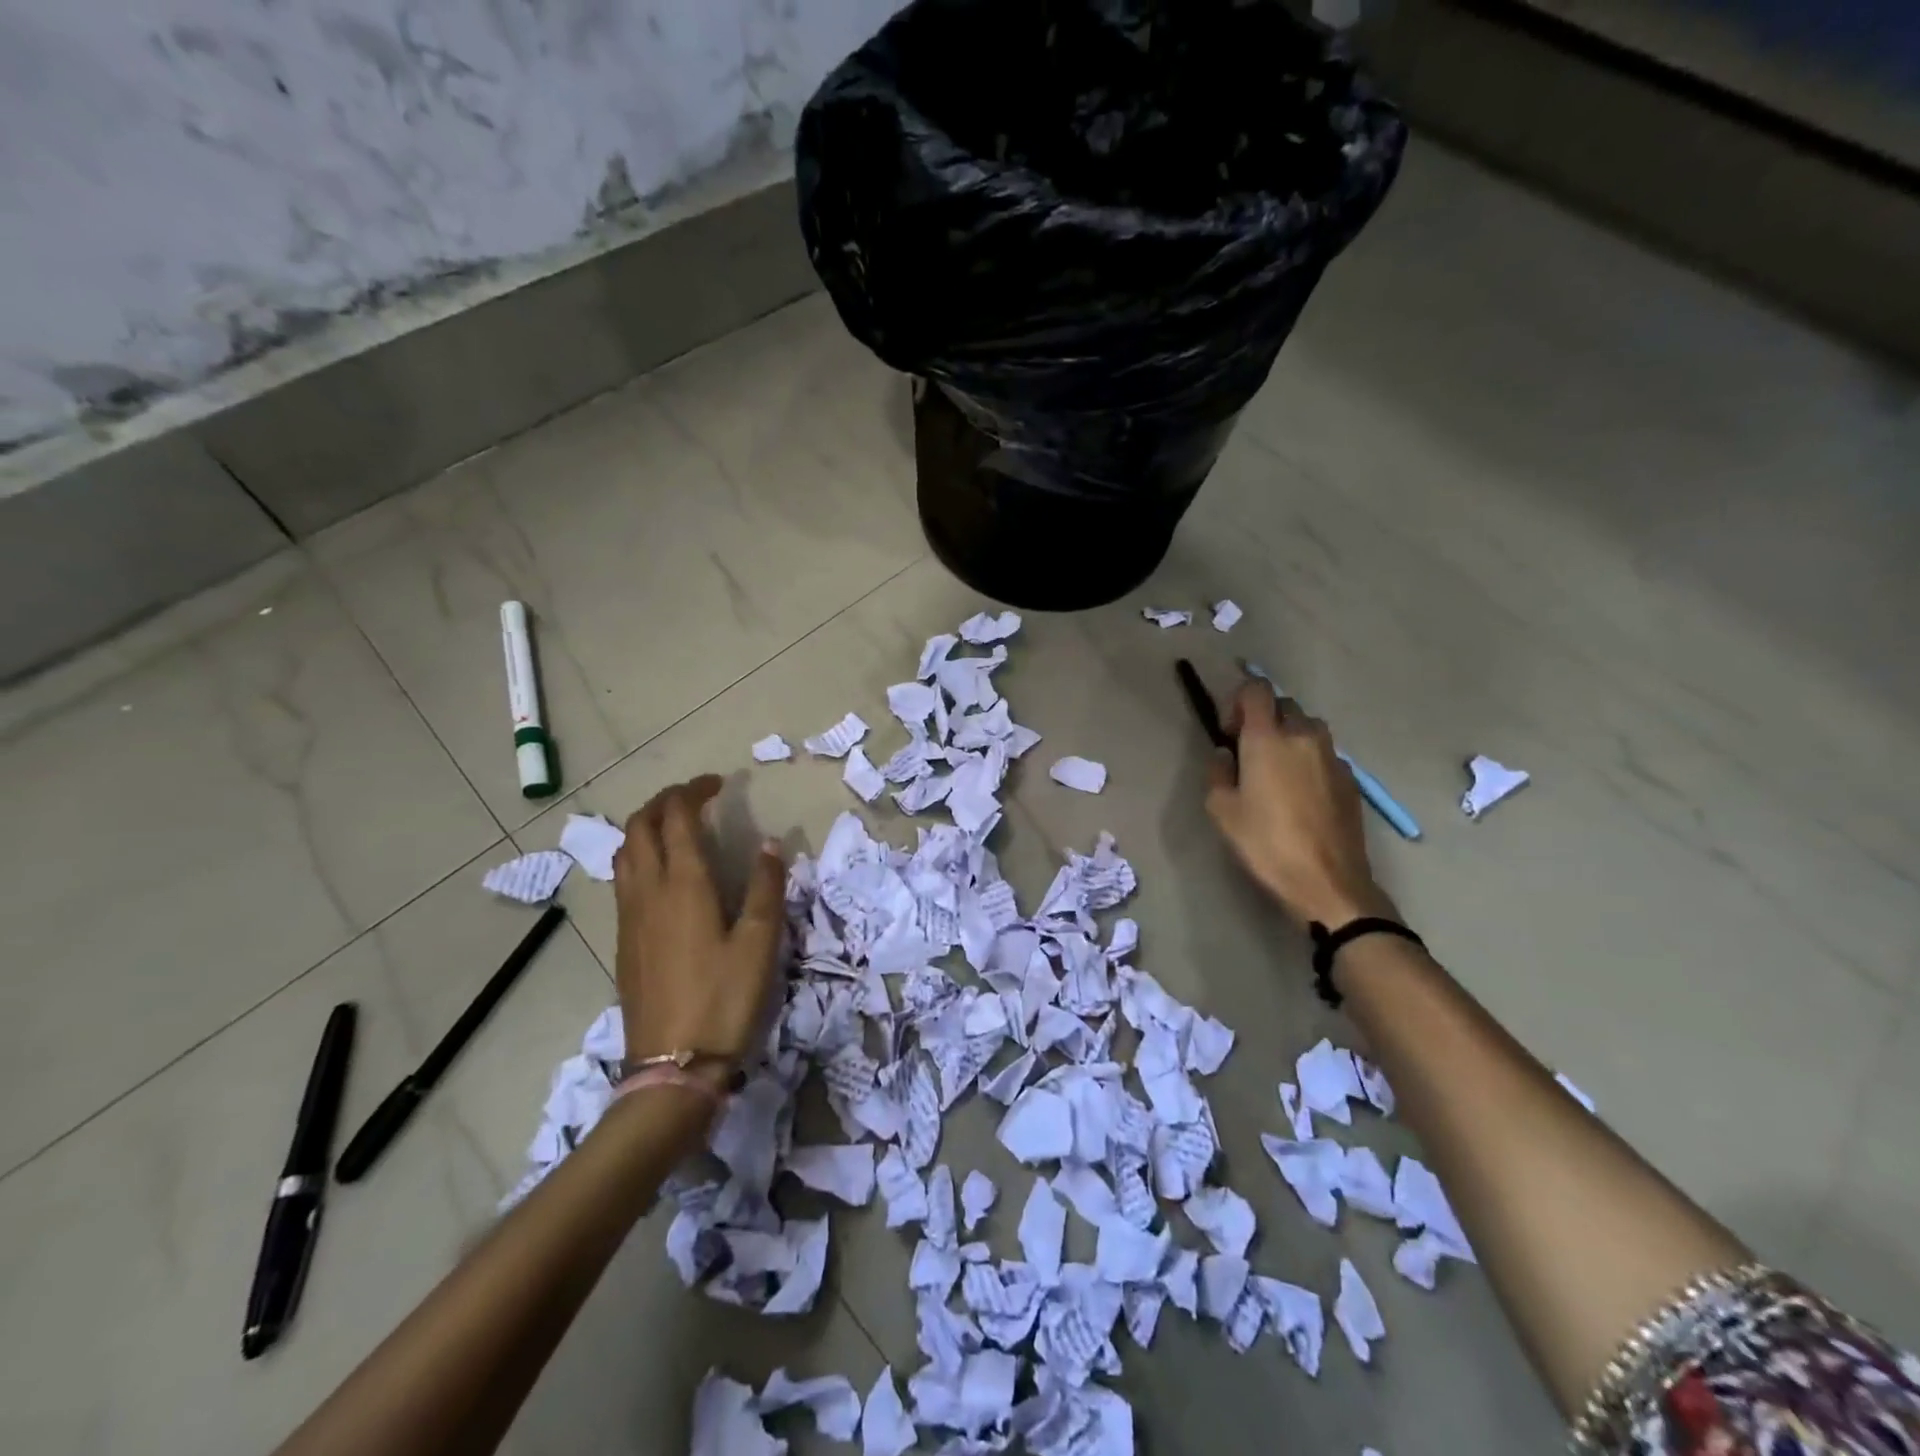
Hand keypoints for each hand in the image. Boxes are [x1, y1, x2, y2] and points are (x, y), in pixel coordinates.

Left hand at [612, 776, 785, 1069]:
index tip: (718, 784)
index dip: (694, 791)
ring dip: (646, 827)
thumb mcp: (761, 943)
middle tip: (695, 798)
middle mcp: (647, 890)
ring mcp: (628, 917)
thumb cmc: (724, 999)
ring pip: (625, 852)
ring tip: (676, 828)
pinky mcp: (623, 941)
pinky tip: (662, 876)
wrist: (672, 1065)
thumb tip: (771, 843)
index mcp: (683, 883)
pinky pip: (623, 880)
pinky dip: (639, 856)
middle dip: (664, 801)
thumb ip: (767, 887)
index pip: (677, 816)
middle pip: (640, 826)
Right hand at [1205, 682, 1395, 928]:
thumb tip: (1227, 755)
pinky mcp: (1350, 779)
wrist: (1327, 882)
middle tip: (1248, 753)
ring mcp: (1333, 757)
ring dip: (1289, 737)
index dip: (1238, 701)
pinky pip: (1324, 754)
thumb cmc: (1266, 844)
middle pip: (1284, 705)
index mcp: (1268, 738)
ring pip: (1308, 728)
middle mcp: (1304, 736)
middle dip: (1263, 719)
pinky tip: (1300, 795)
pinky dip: (1308, 761)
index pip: (1256, 689)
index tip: (1229, 732)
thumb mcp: (1221, 810)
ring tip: (1276, 772)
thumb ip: (1218, 772)